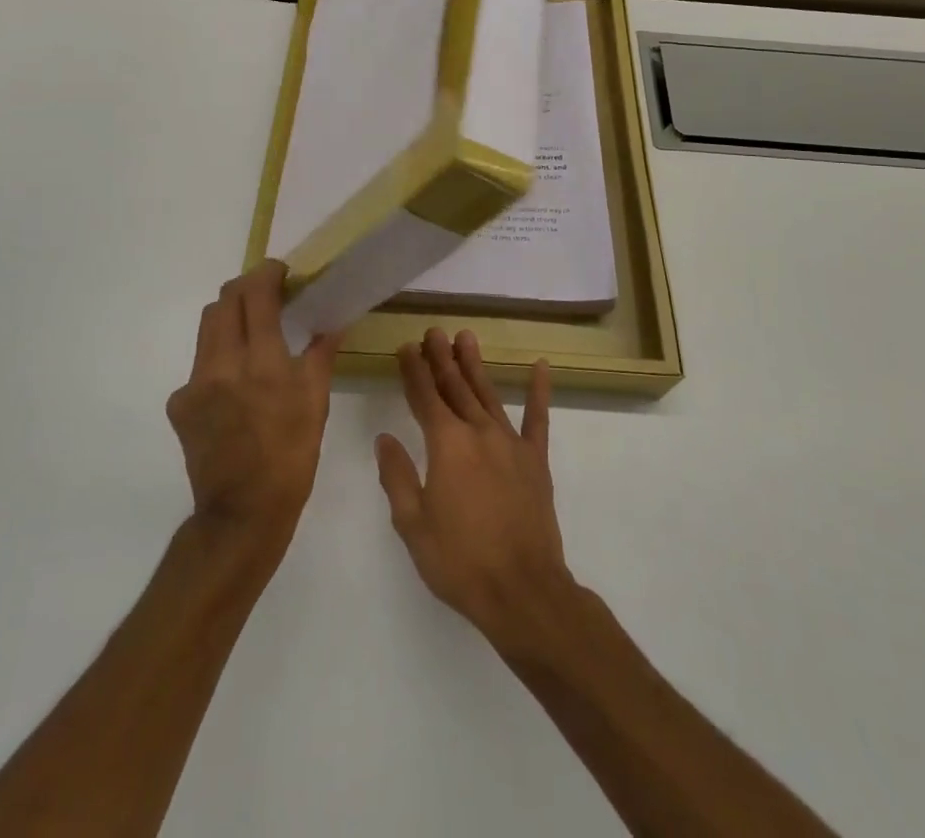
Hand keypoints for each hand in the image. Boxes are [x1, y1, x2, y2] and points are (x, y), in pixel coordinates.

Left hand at [166, 261, 340, 552]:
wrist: (241, 514)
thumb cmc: (291, 458)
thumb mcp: (316, 405)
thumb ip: (320, 356)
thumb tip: (331, 323)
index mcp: (263, 364)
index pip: (257, 295)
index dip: (267, 273)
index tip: (280, 271)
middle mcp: (223, 365)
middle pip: (224, 301)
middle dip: (244, 288)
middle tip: (265, 295)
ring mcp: (195, 384)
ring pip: (207, 328)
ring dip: (229, 318)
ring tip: (250, 333)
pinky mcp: (179, 403)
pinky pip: (199, 365)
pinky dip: (218, 360)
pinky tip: (233, 385)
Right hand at [375, 328, 573, 650]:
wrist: (523, 592)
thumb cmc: (460, 562)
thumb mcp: (413, 524)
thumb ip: (397, 476)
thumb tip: (384, 437)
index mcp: (447, 445)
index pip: (425, 397)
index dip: (414, 371)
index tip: (406, 347)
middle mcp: (478, 432)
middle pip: (456, 387)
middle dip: (441, 359)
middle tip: (433, 332)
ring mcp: (511, 443)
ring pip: (488, 394)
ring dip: (474, 365)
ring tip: (465, 337)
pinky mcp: (535, 460)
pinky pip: (537, 419)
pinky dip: (539, 391)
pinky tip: (540, 366)